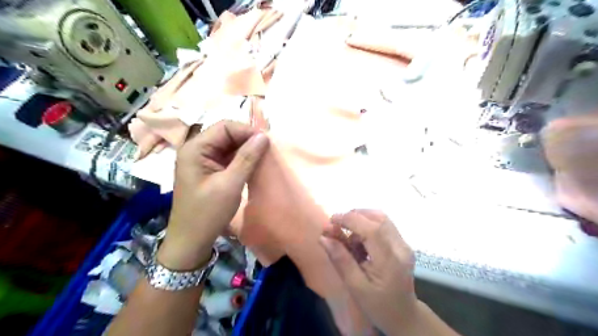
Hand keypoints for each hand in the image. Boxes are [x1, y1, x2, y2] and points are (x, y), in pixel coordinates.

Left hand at [158, 120, 270, 269]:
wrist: (191, 241)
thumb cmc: (207, 213)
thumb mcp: (230, 184)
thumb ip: (247, 158)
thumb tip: (264, 136)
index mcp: (195, 149)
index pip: (224, 127)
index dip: (247, 130)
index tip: (267, 141)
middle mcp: (197, 150)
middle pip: (226, 134)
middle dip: (247, 139)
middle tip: (268, 149)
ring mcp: (203, 161)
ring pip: (228, 146)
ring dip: (246, 150)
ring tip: (264, 156)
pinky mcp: (209, 171)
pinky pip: (228, 158)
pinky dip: (242, 159)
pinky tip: (254, 164)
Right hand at [323, 211, 416, 335]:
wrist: (404, 316)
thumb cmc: (378, 306)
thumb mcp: (355, 287)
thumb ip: (340, 260)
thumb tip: (323, 237)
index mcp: (390, 260)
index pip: (371, 228)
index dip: (349, 219)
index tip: (331, 221)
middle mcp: (401, 247)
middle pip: (377, 217)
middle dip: (354, 216)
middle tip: (337, 227)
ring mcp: (404, 244)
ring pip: (381, 218)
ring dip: (361, 221)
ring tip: (349, 239)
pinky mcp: (402, 243)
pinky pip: (383, 225)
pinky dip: (367, 227)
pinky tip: (360, 243)